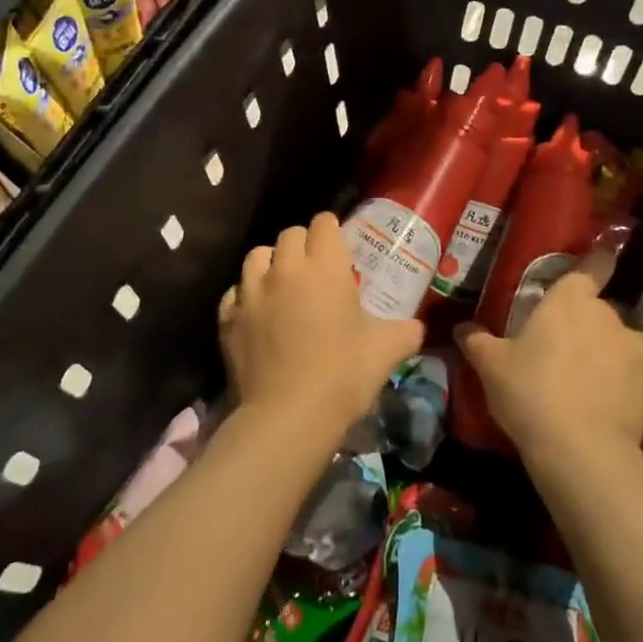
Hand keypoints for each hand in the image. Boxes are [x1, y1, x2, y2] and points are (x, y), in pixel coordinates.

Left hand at [220, 213, 424, 435]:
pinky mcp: (227, 318)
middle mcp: (285, 269)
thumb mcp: (387, 351)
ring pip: (257, 256)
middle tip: (316, 270)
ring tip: (282, 285)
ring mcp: (251, 292)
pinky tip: (258, 315)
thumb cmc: (343, 376)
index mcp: (325, 267)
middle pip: (290, 234)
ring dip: (271, 263)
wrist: (287, 418)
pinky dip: (246, 296)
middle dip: (304, 244)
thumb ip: (405, 331)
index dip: (332, 230)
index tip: (340, 246)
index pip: (324, 223)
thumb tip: (414, 327)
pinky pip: (235, 292)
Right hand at [455, 247, 642, 470]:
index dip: (598, 262)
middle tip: (564, 352)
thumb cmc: (530, 392)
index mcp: (570, 300)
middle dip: (586, 326)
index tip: (602, 259)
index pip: (593, 266)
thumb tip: (462, 327)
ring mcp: (637, 348)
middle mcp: (609, 315)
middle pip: (600, 311)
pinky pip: (638, 375)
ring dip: (609, 353)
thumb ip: (477, 341)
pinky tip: (610, 406)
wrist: (580, 449)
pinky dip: (627, 384)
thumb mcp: (491, 366)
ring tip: (591, 383)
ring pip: (623, 343)